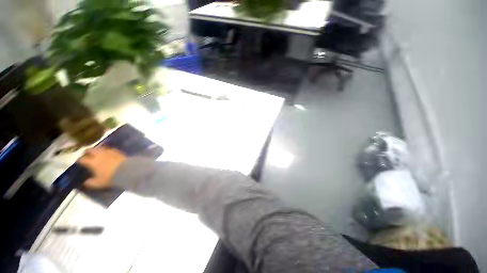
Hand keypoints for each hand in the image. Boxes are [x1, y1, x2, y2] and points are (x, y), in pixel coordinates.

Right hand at [78, 147, 126, 188]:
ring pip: (100, 148)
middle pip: (91, 150)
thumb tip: (85, 182)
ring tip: (97, 152)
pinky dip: (107, 150)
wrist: (127, 170)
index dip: (80, 160)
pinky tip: (108, 152)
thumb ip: (90, 183)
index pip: (82, 159)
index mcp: (92, 162)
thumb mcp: (99, 183)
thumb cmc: (111, 177)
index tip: (79, 162)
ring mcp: (109, 152)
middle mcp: (99, 155)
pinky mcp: (117, 151)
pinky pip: (110, 149)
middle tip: (86, 154)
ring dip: (97, 150)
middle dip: (87, 152)